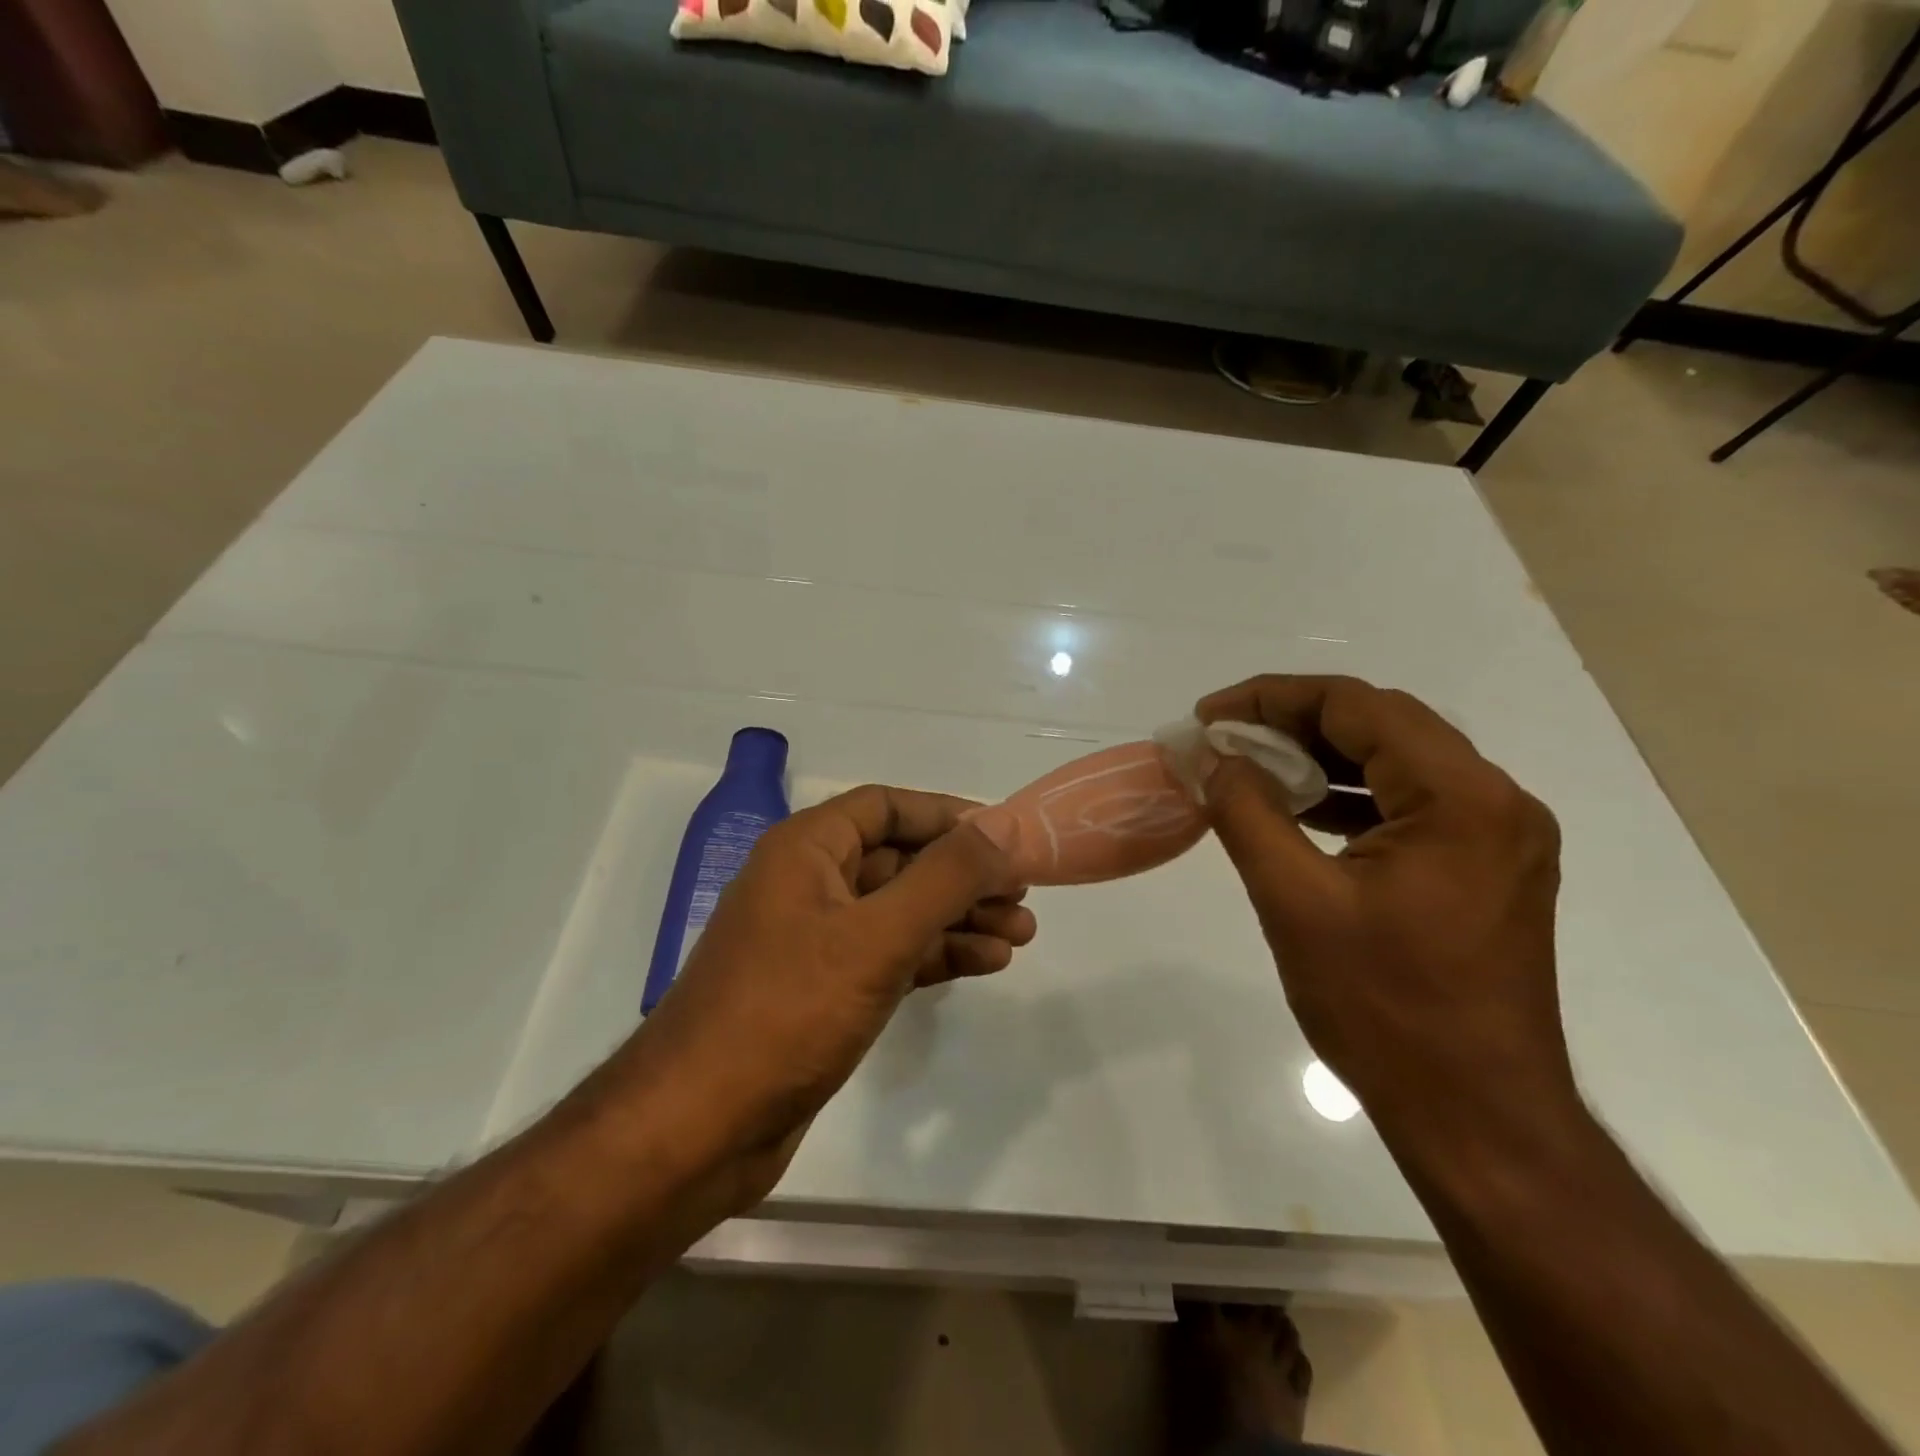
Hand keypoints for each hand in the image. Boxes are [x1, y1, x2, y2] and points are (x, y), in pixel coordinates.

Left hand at [622, 786, 1031, 1198]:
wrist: (697, 1129)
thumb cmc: (786, 1012)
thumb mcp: (876, 936)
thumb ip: (945, 876)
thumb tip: (1003, 826)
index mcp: (805, 849)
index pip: (887, 807)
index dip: (948, 815)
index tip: (1005, 835)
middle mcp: (808, 883)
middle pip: (900, 859)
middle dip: (964, 874)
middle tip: (1025, 892)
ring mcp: (815, 940)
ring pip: (900, 910)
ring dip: (959, 917)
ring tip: (1022, 933)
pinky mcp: (824, 991)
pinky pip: (891, 954)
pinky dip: (936, 954)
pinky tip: (986, 962)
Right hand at [1196, 675, 1570, 1140]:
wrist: (1476, 1117)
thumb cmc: (1382, 1008)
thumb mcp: (1294, 901)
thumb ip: (1246, 812)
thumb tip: (1213, 758)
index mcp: (1461, 798)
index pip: (1358, 707)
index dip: (1272, 698)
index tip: (1209, 715)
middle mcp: (1496, 802)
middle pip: (1383, 725)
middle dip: (1294, 722)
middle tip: (1223, 738)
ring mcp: (1499, 837)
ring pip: (1397, 762)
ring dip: (1321, 758)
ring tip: (1250, 768)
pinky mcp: (1487, 869)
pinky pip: (1410, 805)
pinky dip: (1351, 798)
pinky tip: (1300, 811)